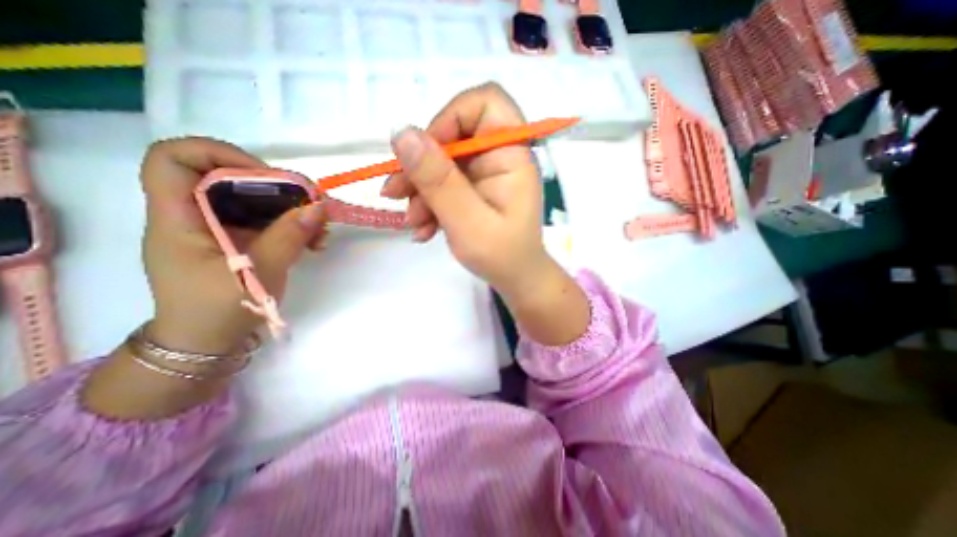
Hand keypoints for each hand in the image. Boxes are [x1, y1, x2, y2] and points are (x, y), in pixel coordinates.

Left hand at [137, 138, 326, 354]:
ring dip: (291, 209)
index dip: (219, 154)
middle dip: (276, 187)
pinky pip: (267, 220)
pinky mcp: (240, 240)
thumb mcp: (257, 273)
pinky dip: (292, 225)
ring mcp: (220, 228)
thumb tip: (318, 207)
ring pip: (255, 200)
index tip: (266, 175)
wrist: (207, 343)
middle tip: (310, 204)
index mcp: (178, 218)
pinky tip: (313, 240)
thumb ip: (288, 237)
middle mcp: (196, 215)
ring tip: (320, 230)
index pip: (174, 159)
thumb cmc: (217, 311)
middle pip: (229, 177)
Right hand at [381, 85, 590, 343]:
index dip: (450, 117)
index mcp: (511, 155)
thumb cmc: (502, 255)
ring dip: (420, 190)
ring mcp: (484, 173)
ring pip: (442, 162)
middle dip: (421, 165)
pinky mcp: (473, 189)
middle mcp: (498, 157)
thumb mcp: (468, 221)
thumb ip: (439, 180)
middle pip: (453, 135)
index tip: (425, 152)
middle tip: (396, 193)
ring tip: (412, 221)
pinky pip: (444, 184)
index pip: (485, 102)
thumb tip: (402, 134)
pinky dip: (429, 204)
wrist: (515, 279)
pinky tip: (423, 229)